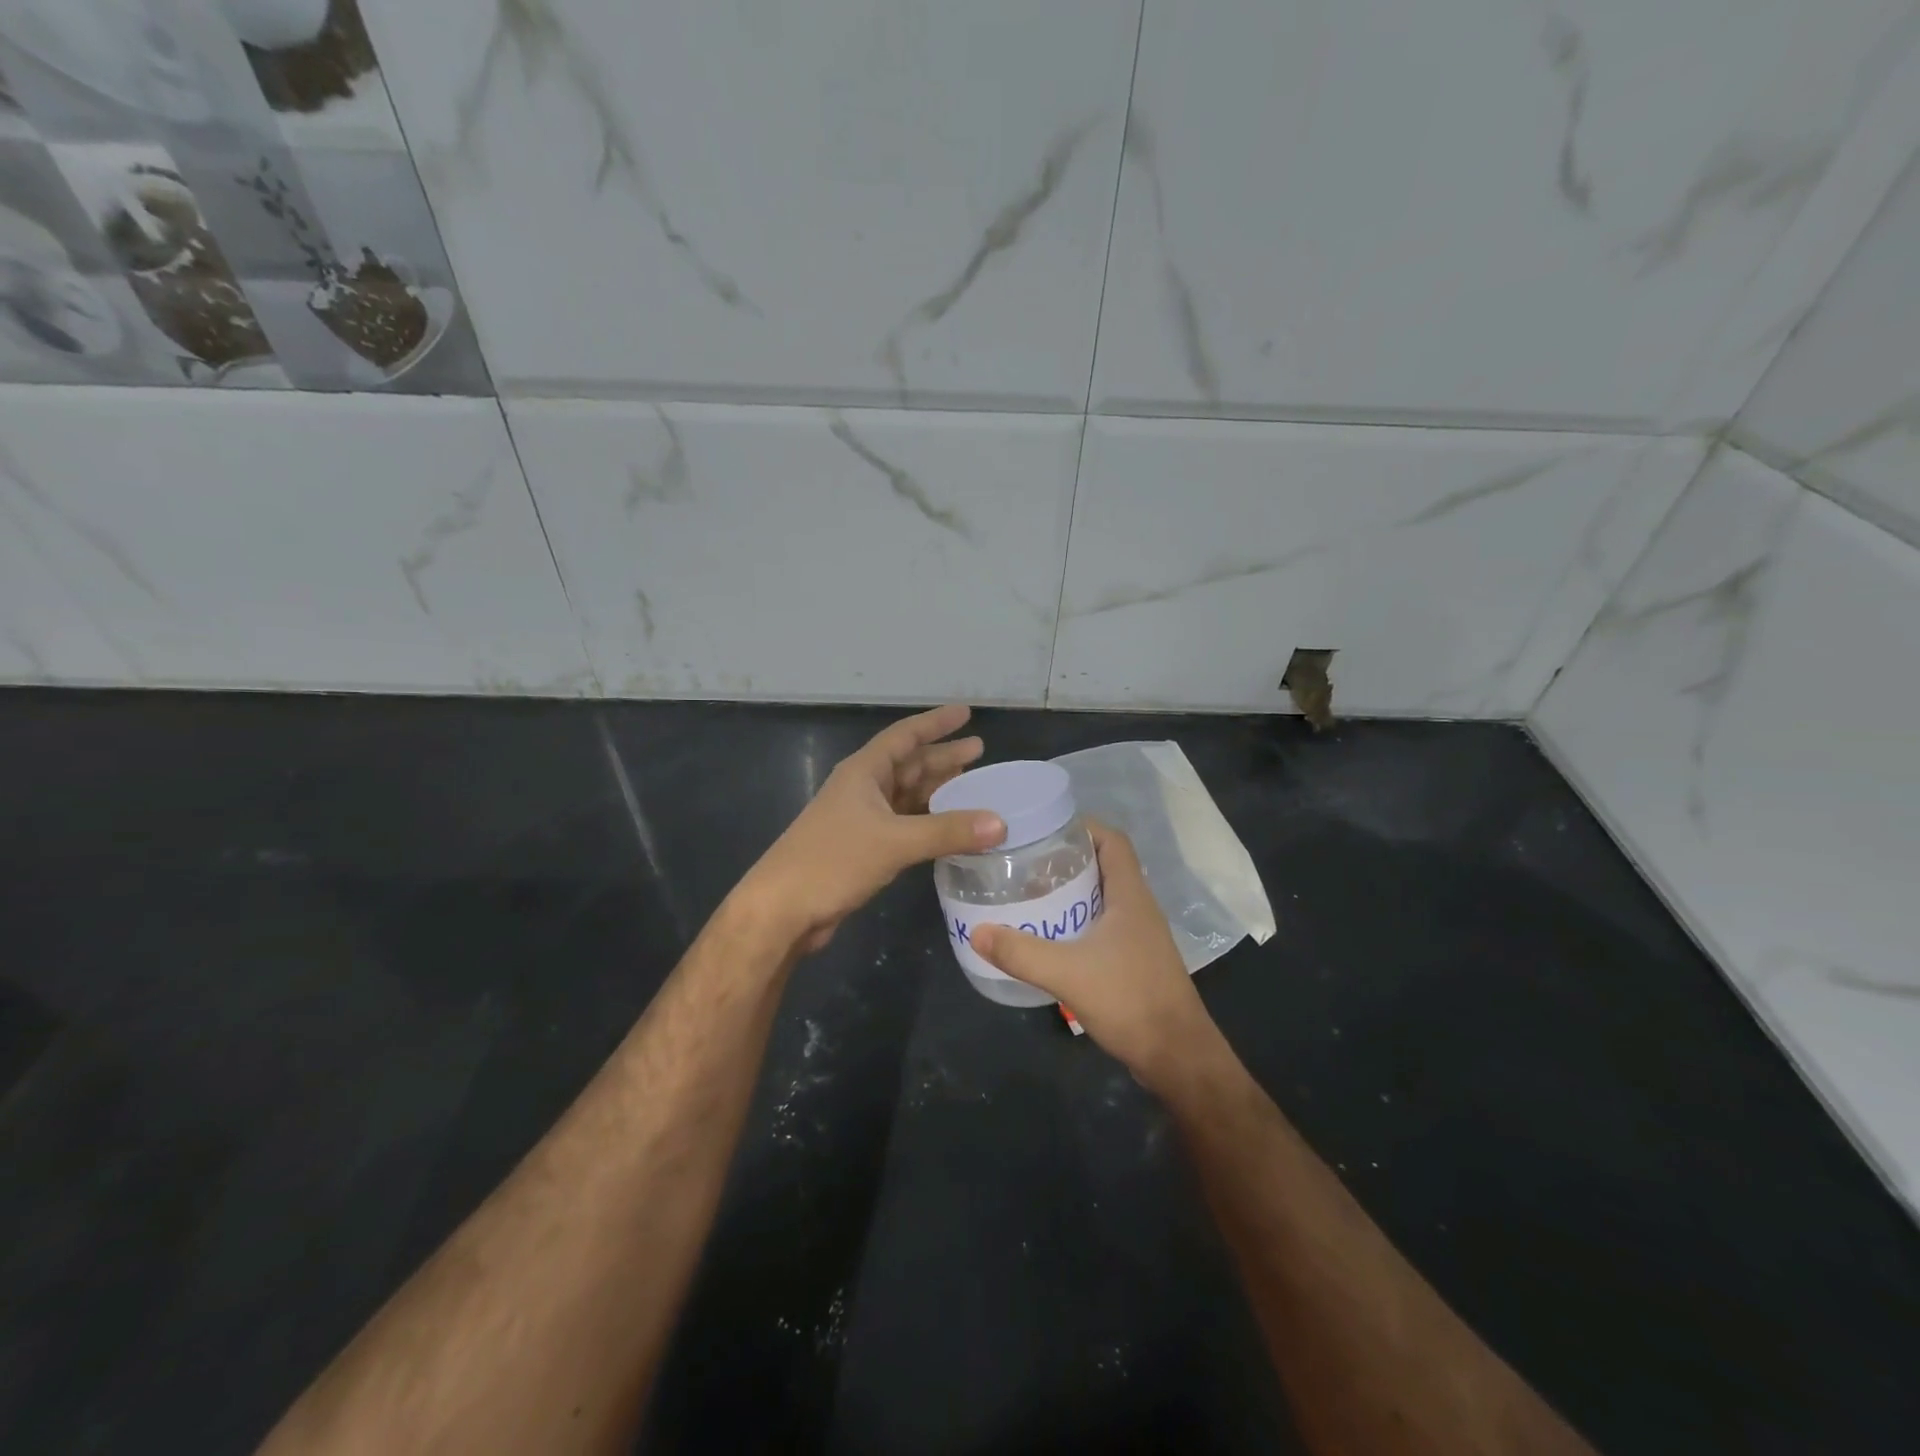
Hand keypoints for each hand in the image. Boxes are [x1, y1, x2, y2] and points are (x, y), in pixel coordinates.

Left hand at [739, 704, 1005, 953]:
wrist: (782, 909)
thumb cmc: (833, 861)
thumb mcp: (894, 842)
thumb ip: (948, 831)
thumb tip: (1000, 824)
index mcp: (864, 772)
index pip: (905, 736)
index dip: (935, 723)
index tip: (965, 713)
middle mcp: (863, 789)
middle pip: (909, 765)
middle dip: (942, 757)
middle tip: (979, 751)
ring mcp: (861, 819)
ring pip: (907, 796)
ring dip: (937, 791)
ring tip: (972, 786)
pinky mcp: (863, 848)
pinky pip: (904, 824)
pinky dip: (928, 822)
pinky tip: (949, 827)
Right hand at [972, 821, 1216, 1087]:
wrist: (1177, 1057)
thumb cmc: (1130, 1001)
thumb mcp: (1067, 973)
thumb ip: (1021, 952)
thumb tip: (978, 931)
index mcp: (1131, 895)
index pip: (1112, 840)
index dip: (1082, 826)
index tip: (1044, 828)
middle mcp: (1139, 907)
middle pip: (1104, 865)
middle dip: (1067, 858)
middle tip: (1026, 860)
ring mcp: (1140, 936)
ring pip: (1103, 897)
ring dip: (1072, 891)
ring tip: (1031, 892)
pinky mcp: (1135, 960)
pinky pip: (1104, 925)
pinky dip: (1078, 920)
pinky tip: (1051, 935)